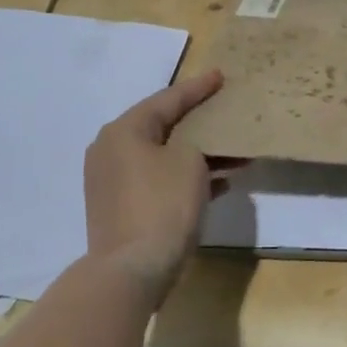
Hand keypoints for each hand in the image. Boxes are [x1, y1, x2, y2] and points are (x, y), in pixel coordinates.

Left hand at [83, 70, 226, 304]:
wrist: (132, 269)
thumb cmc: (163, 204)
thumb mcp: (190, 161)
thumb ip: (196, 143)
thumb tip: (192, 150)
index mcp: (124, 131)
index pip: (167, 99)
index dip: (197, 88)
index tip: (221, 76)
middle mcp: (112, 151)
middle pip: (163, 127)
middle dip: (199, 122)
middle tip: (225, 109)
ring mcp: (114, 182)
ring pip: (165, 157)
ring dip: (199, 154)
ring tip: (235, 151)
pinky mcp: (123, 209)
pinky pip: (161, 182)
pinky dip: (187, 178)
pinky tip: (222, 182)